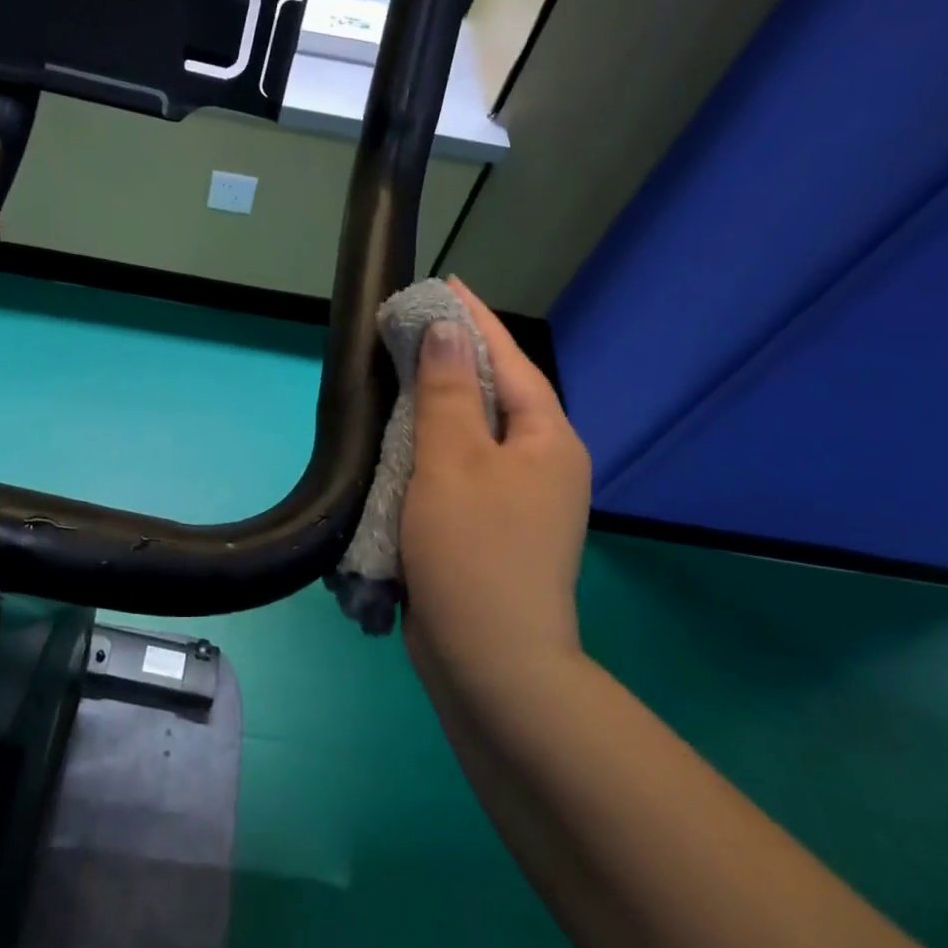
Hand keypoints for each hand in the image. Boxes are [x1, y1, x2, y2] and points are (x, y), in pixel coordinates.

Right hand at [400, 279, 591, 676]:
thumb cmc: (472, 549)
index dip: (475, 320)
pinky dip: (433, 447)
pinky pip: (461, 469)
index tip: (444, 285)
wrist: (490, 662)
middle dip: (455, 358)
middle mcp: (542, 464)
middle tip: (410, 326)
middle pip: (496, 394)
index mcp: (546, 439)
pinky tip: (402, 439)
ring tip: (401, 371)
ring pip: (475, 434)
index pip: (510, 360)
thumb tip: (449, 330)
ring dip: (440, 403)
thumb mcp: (452, 460)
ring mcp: (520, 501)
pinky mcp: (492, 529)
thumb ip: (448, 390)